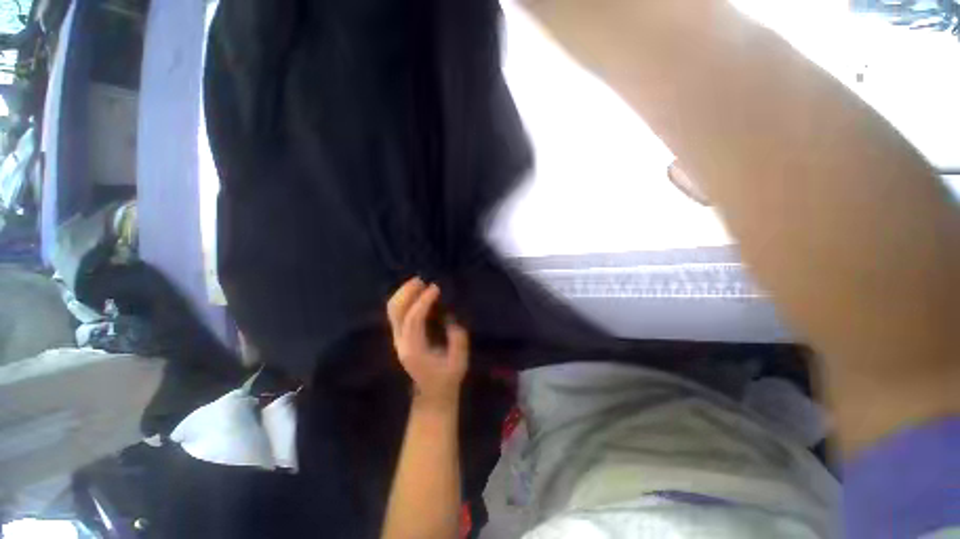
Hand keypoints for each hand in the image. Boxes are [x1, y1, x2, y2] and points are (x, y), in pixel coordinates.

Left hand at [387, 278, 468, 408]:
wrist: (431, 395)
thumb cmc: (447, 379)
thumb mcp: (459, 362)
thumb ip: (457, 340)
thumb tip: (452, 320)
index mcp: (414, 349)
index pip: (413, 319)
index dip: (423, 301)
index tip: (435, 288)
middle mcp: (401, 342)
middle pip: (395, 311)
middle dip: (406, 292)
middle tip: (421, 280)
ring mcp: (398, 339)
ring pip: (392, 311)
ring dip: (403, 294)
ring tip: (418, 283)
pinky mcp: (400, 337)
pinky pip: (397, 313)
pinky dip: (404, 300)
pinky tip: (415, 293)